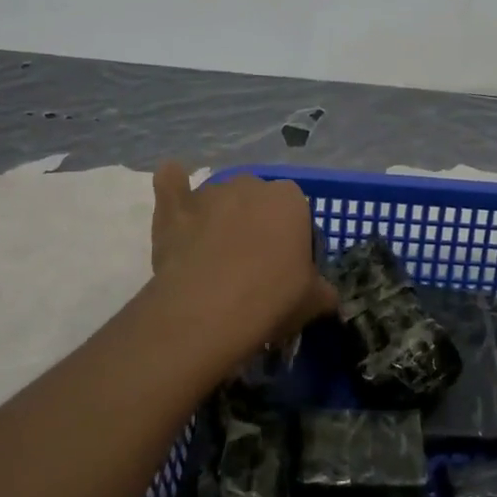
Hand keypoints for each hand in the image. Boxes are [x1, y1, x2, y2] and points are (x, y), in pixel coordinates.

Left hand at [149, 161, 336, 366]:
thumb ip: (323, 290)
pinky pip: (172, 184)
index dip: (296, 243)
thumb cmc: (271, 300)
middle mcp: (252, 184)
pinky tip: (173, 186)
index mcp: (291, 199)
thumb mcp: (315, 301)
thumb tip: (325, 295)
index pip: (299, 215)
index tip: (290, 272)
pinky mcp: (174, 207)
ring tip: (216, 258)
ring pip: (220, 199)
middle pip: (259, 203)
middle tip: (255, 268)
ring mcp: (209, 193)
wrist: (207, 312)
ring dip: (222, 217)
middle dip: (259, 226)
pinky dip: (174, 186)